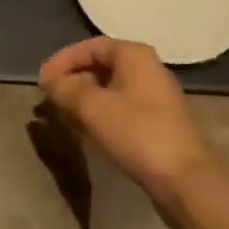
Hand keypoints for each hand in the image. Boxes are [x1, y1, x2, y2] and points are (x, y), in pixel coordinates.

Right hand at [39, 38, 215, 213]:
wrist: (185, 181)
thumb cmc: (137, 133)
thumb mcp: (92, 107)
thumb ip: (65, 89)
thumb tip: (51, 82)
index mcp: (134, 55)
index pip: (89, 47)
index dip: (62, 61)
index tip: (42, 81)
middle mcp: (147, 69)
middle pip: (100, 67)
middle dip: (72, 81)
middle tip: (51, 99)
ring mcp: (156, 97)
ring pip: (110, 90)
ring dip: (84, 100)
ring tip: (64, 117)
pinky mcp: (159, 123)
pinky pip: (122, 109)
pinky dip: (101, 115)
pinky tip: (87, 133)